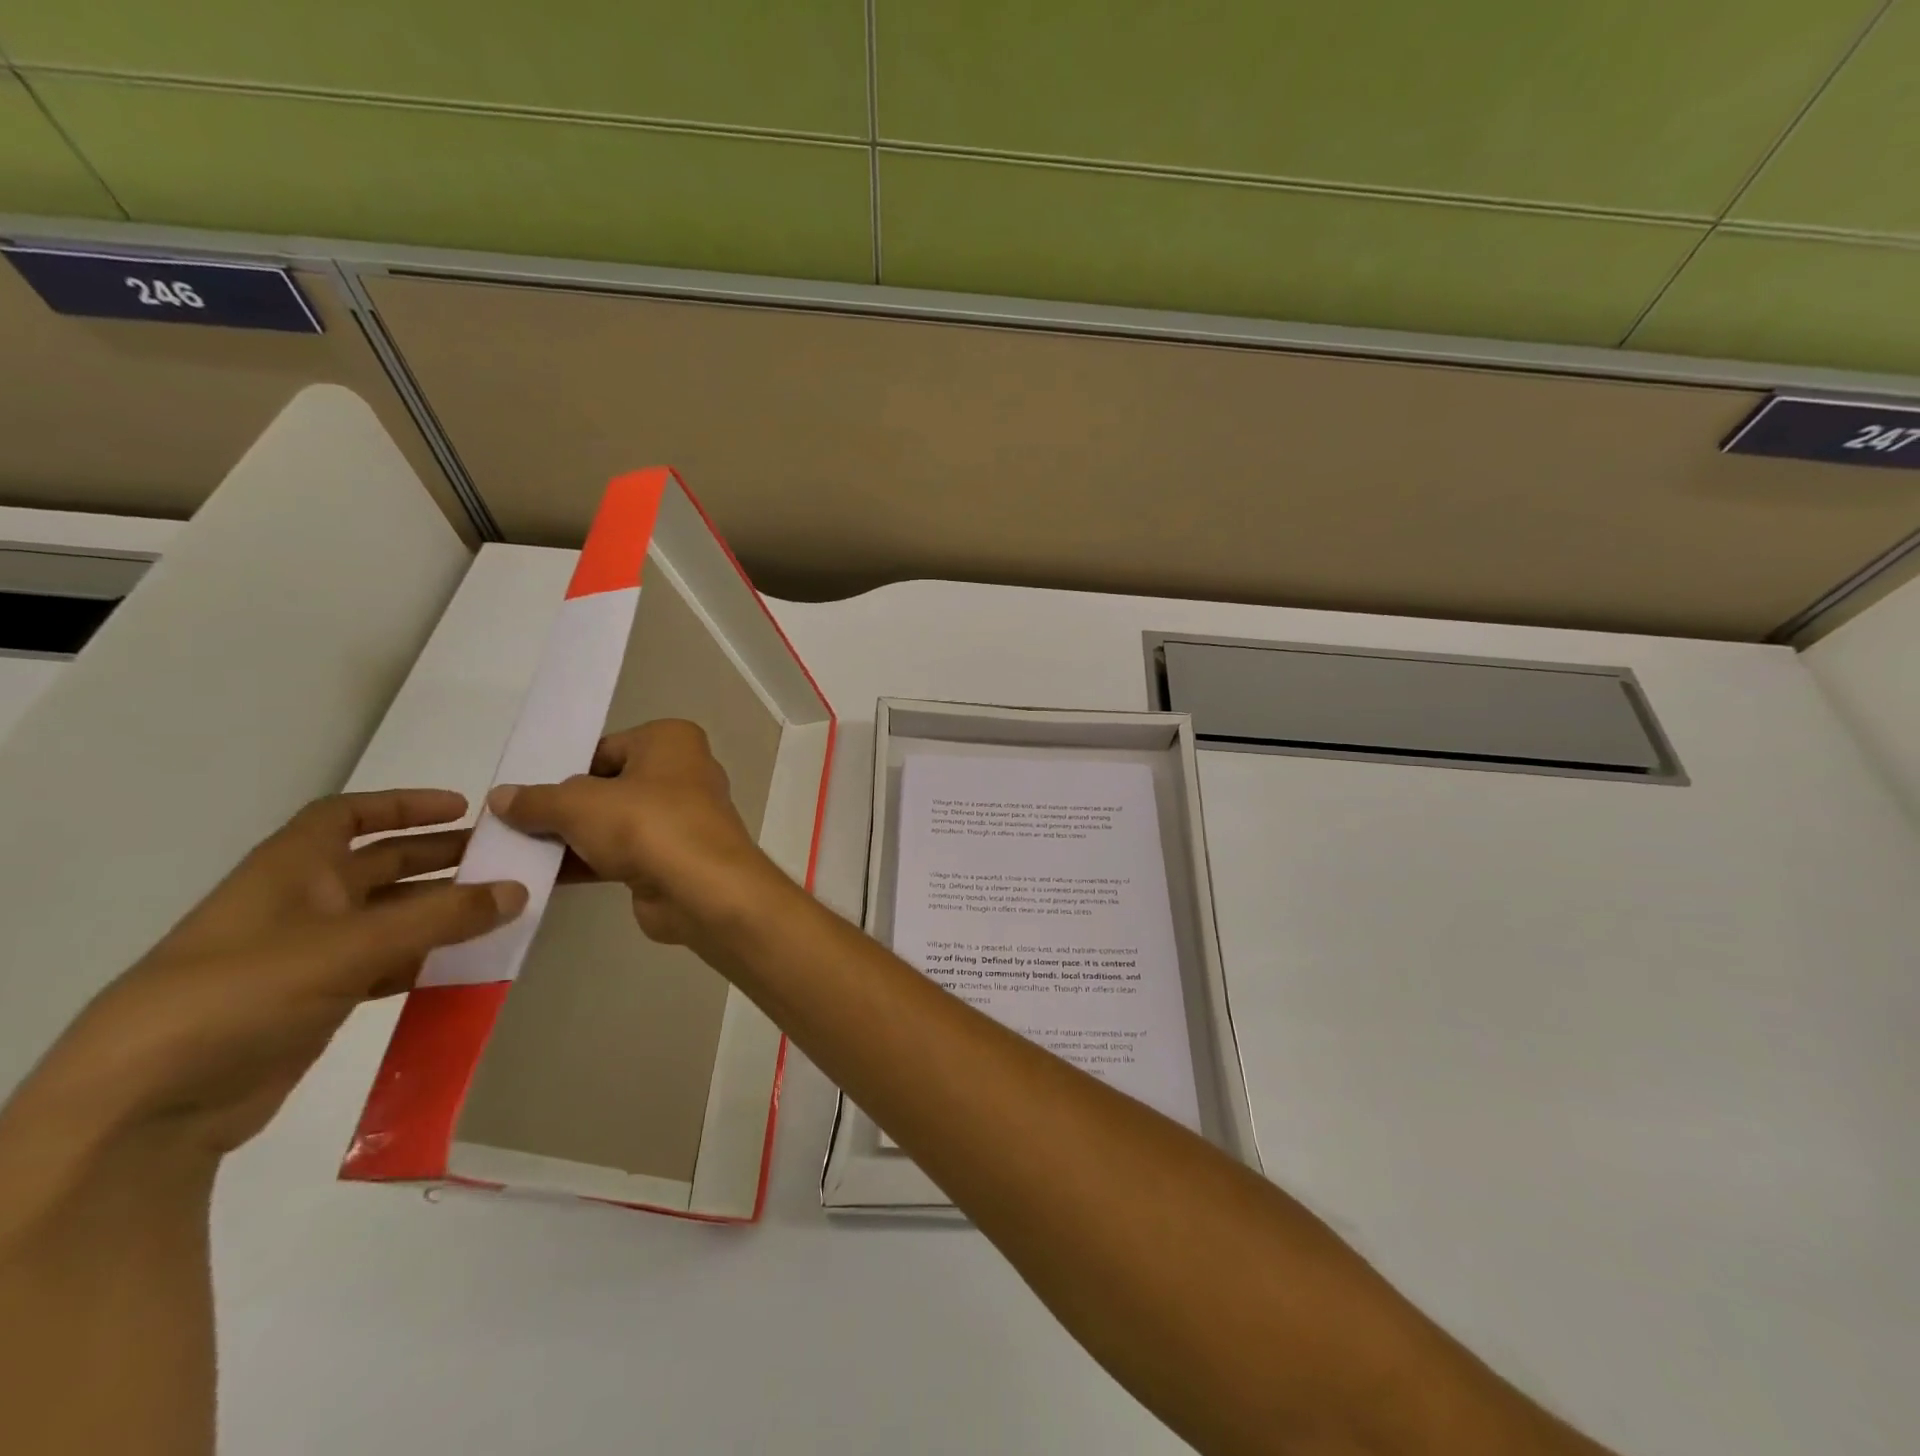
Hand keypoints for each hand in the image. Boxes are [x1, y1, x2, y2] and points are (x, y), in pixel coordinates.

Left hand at [12, 790, 527, 1159]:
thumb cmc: (242, 994)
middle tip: (503, 859)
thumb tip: (520, 889)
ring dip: (441, 911)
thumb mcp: (350, 946)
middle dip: (440, 857)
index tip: (464, 808)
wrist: (146, 1108)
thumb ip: (441, 917)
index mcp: (291, 870)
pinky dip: (426, 959)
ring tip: (501, 910)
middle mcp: (301, 904)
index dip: (404, 805)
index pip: (347, 816)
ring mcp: (308, 955)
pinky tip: (466, 964)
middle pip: (380, 864)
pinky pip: (387, 965)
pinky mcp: (316, 1001)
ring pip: (390, 918)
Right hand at [488, 719, 795, 954]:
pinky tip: (545, 877)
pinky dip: (590, 862)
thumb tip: (501, 796)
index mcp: (671, 740)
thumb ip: (537, 800)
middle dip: (567, 807)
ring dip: (574, 838)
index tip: (525, 792)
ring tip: (517, 852)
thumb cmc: (646, 824)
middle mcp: (684, 772)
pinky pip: (624, 853)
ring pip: (616, 822)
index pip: (606, 748)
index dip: (566, 770)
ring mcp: (683, 818)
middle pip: (609, 786)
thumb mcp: (579, 804)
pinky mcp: (676, 857)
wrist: (703, 889)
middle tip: (513, 823)